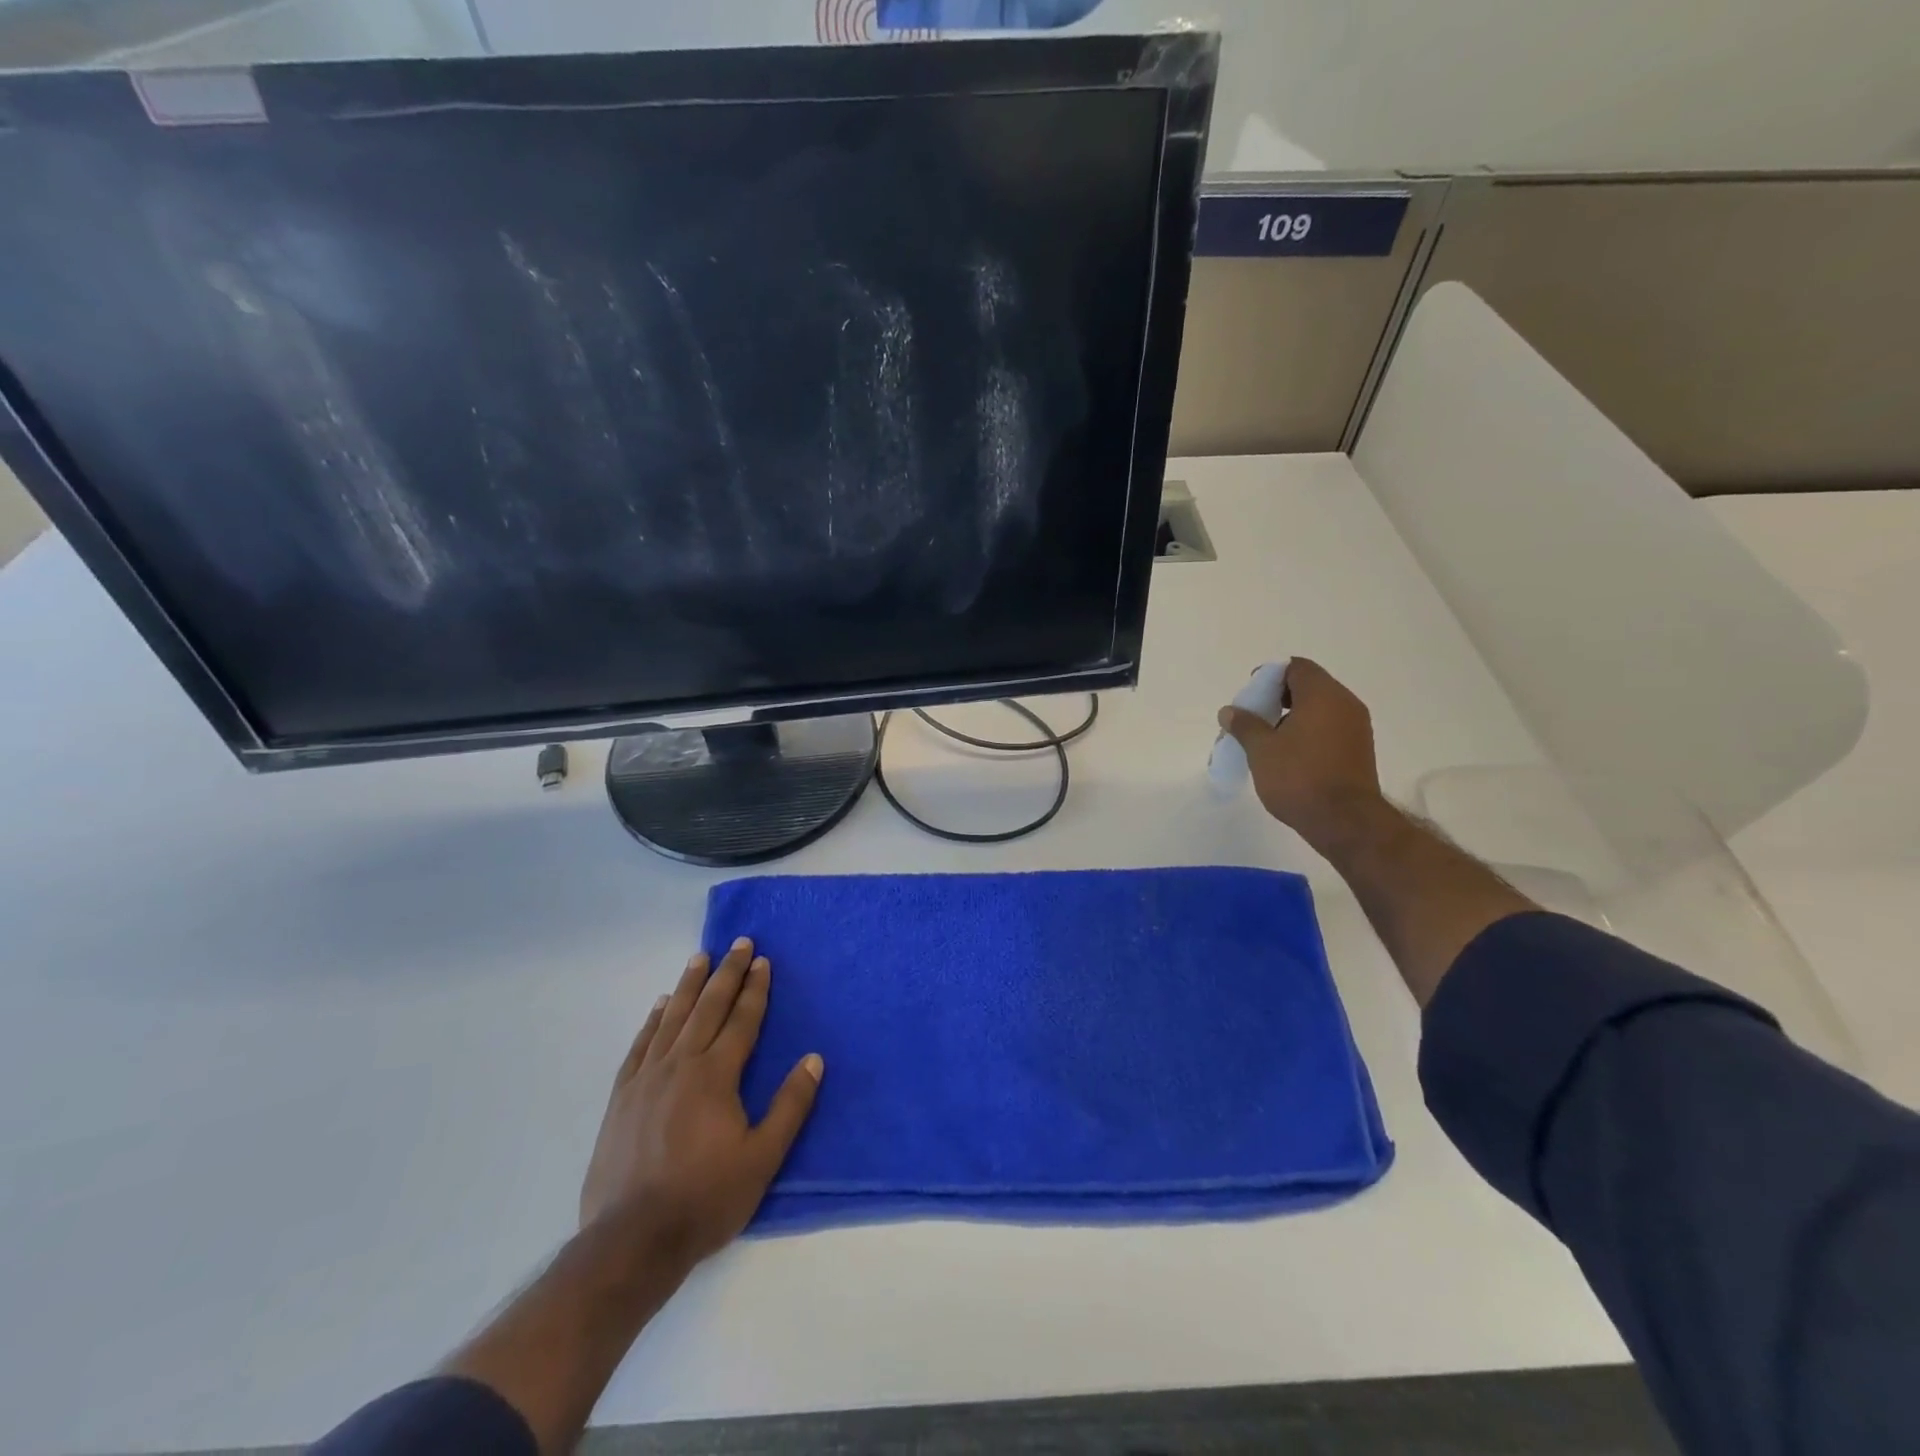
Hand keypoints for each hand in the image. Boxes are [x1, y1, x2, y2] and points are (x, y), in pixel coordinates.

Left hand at [580, 937, 822, 1270]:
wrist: (631, 1240)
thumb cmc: (705, 1199)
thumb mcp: (762, 1158)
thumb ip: (789, 1106)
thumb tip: (813, 1059)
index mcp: (716, 1075)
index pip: (741, 1020)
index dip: (755, 989)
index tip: (763, 961)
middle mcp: (681, 1064)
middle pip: (708, 1007)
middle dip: (727, 973)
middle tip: (739, 943)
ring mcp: (647, 1078)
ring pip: (673, 1018)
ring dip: (689, 985)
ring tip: (700, 958)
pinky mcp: (622, 1097)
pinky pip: (641, 1045)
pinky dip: (653, 1020)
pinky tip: (660, 1006)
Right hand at [1217, 657, 1386, 853]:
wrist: (1345, 821)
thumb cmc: (1299, 777)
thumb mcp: (1261, 750)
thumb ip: (1244, 725)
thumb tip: (1229, 711)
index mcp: (1322, 695)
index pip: (1297, 668)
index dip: (1271, 675)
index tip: (1251, 694)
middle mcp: (1345, 704)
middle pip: (1310, 686)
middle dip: (1279, 696)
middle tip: (1255, 716)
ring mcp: (1357, 727)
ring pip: (1321, 708)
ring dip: (1294, 715)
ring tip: (1269, 738)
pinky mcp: (1359, 749)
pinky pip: (1330, 727)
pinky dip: (1310, 731)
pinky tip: (1290, 753)